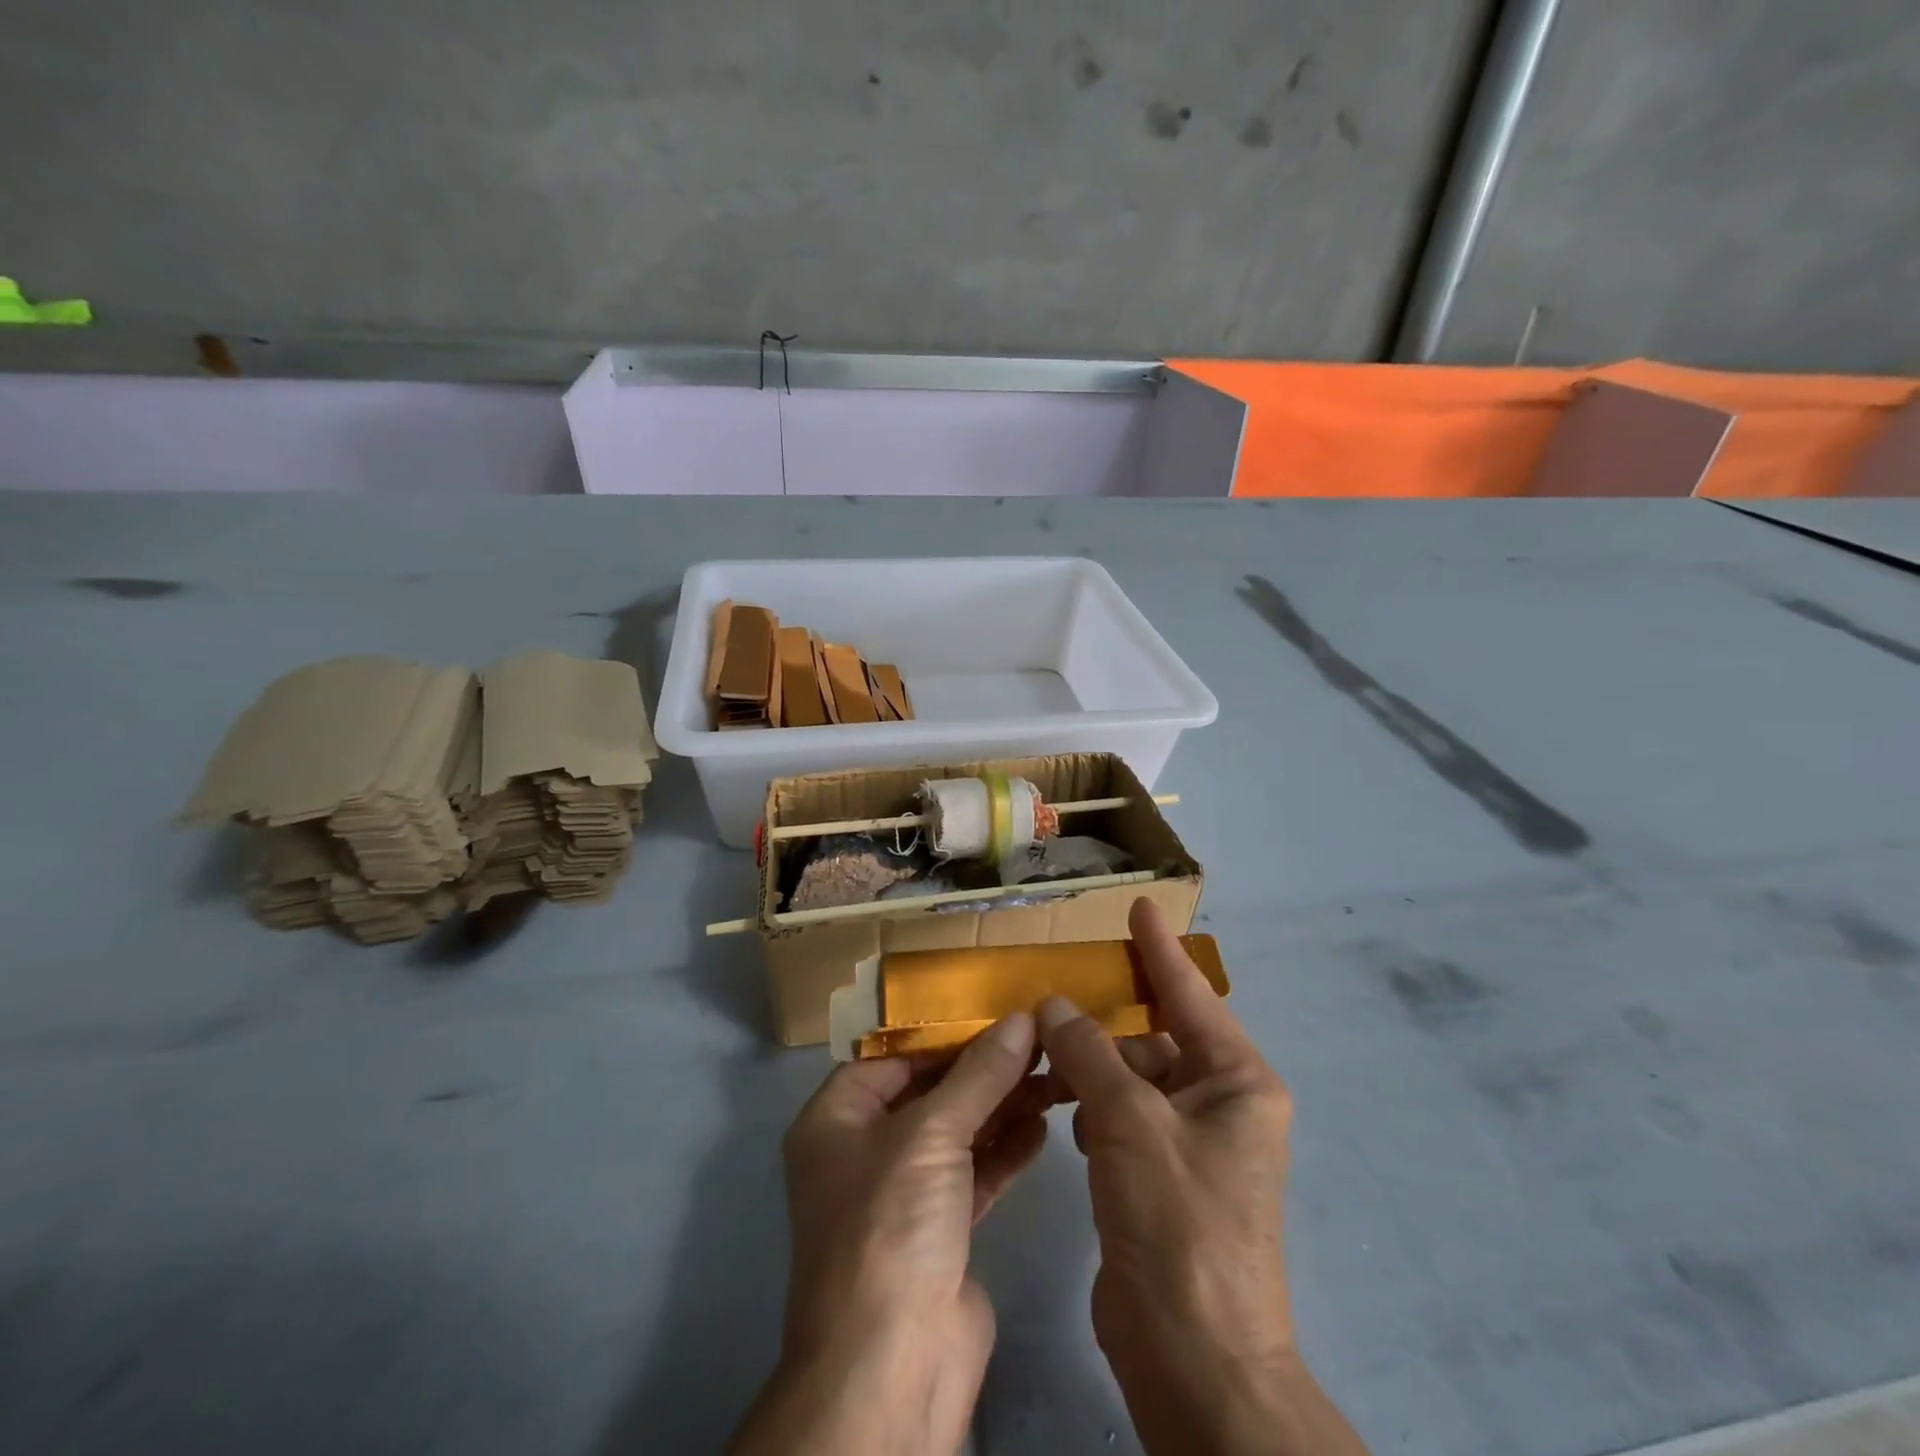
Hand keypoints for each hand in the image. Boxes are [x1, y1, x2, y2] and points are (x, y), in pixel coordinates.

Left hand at [729, 1013, 1052, 1455]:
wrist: (892, 1370)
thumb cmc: (890, 1227)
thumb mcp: (931, 1135)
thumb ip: (979, 1075)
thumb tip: (1021, 1019)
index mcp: (836, 1119)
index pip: (892, 1056)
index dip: (943, 1032)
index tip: (996, 1010)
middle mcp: (865, 1150)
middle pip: (930, 1091)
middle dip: (982, 1068)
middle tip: (1036, 1041)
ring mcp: (904, 1192)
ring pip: (957, 1130)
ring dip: (1001, 1105)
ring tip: (1050, 1076)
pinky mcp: (941, 1229)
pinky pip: (975, 1172)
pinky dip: (1005, 1149)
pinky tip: (1042, 1126)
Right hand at [1038, 898, 1368, 1455]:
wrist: (1197, 1362)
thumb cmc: (1179, 1225)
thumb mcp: (1130, 1122)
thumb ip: (1089, 1053)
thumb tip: (1055, 1006)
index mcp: (1238, 1082)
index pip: (1191, 995)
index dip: (1160, 950)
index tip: (1139, 908)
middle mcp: (1222, 1105)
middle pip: (1154, 1040)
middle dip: (1104, 1027)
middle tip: (1051, 1002)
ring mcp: (1192, 1144)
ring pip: (1131, 1079)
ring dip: (1090, 1071)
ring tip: (1045, 1066)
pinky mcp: (1162, 1177)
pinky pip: (1122, 1117)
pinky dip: (1092, 1110)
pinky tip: (1065, 1119)